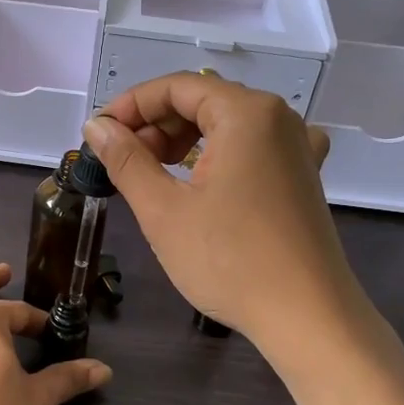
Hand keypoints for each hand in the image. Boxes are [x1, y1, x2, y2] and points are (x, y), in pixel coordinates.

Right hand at [83, 75, 373, 359]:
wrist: (307, 317)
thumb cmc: (229, 260)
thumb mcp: (163, 209)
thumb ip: (125, 159)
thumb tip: (96, 127)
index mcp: (246, 112)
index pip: (176, 87)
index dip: (130, 106)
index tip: (98, 135)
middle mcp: (277, 117)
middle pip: (203, 101)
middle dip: (156, 125)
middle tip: (122, 163)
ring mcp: (297, 147)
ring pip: (226, 124)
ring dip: (183, 141)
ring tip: (153, 176)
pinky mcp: (303, 176)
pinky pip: (252, 147)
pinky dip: (219, 154)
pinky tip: (205, 179)